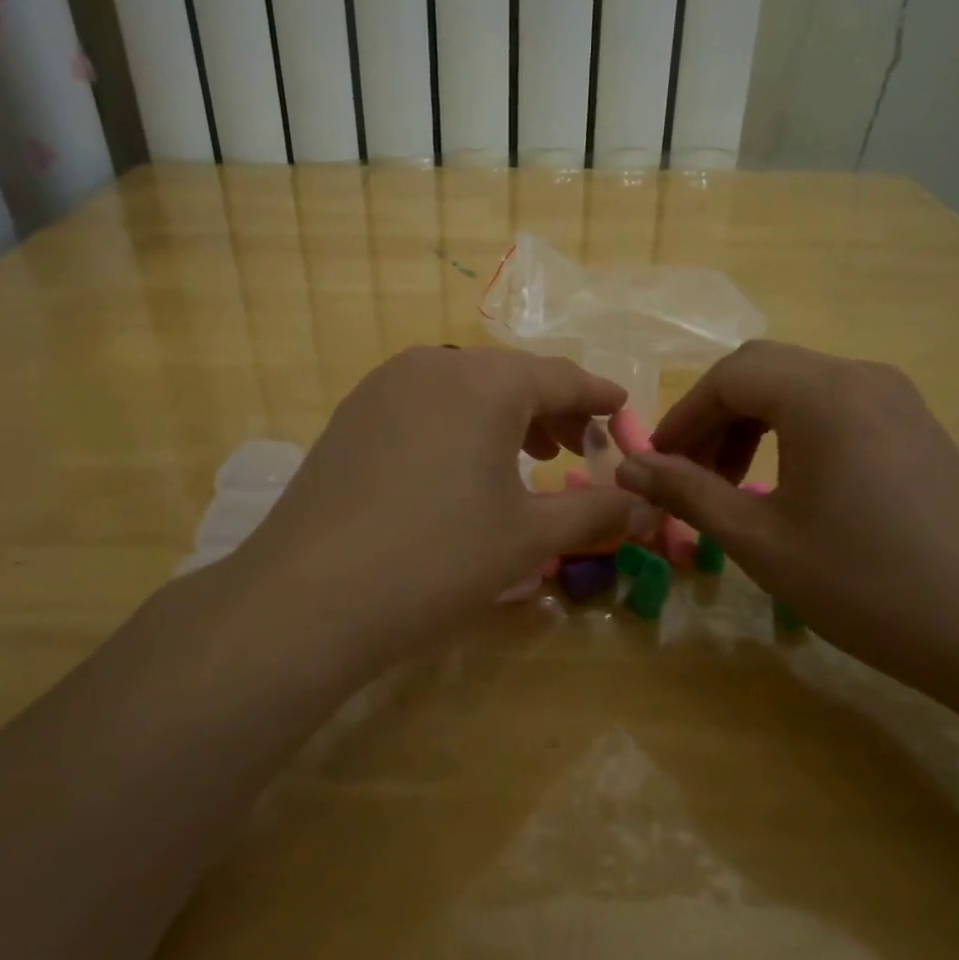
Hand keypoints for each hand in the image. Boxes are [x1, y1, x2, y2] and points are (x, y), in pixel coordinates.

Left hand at [231, 347, 633, 662]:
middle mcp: (435, 363)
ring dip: (504, 416)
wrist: (309, 596)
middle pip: (512, 377)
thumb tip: (649, 509)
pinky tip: (459, 466)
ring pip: (465, 387)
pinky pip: (425, 403)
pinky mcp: (353, 412)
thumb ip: (597, 512)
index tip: (623, 413)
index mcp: (487, 380)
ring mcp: (385, 384)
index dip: (599, 398)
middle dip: (552, 411)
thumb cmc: (438, 560)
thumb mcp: (529, 537)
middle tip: (576, 451)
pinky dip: (458, 423)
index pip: (562, 377)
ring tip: (524, 459)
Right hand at [615, 341, 958, 696]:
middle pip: (761, 371)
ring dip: (752, 422)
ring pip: (798, 385)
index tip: (659, 464)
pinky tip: (789, 483)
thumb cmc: (867, 584)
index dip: (683, 417)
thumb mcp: (761, 542)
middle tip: (692, 475)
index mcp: (820, 394)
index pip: (727, 376)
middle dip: (714, 416)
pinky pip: (834, 404)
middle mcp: (858, 376)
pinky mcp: (915, 423)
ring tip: (734, 483)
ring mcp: (895, 397)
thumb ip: (688, 493)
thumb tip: (628, 467)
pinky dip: (793, 429)